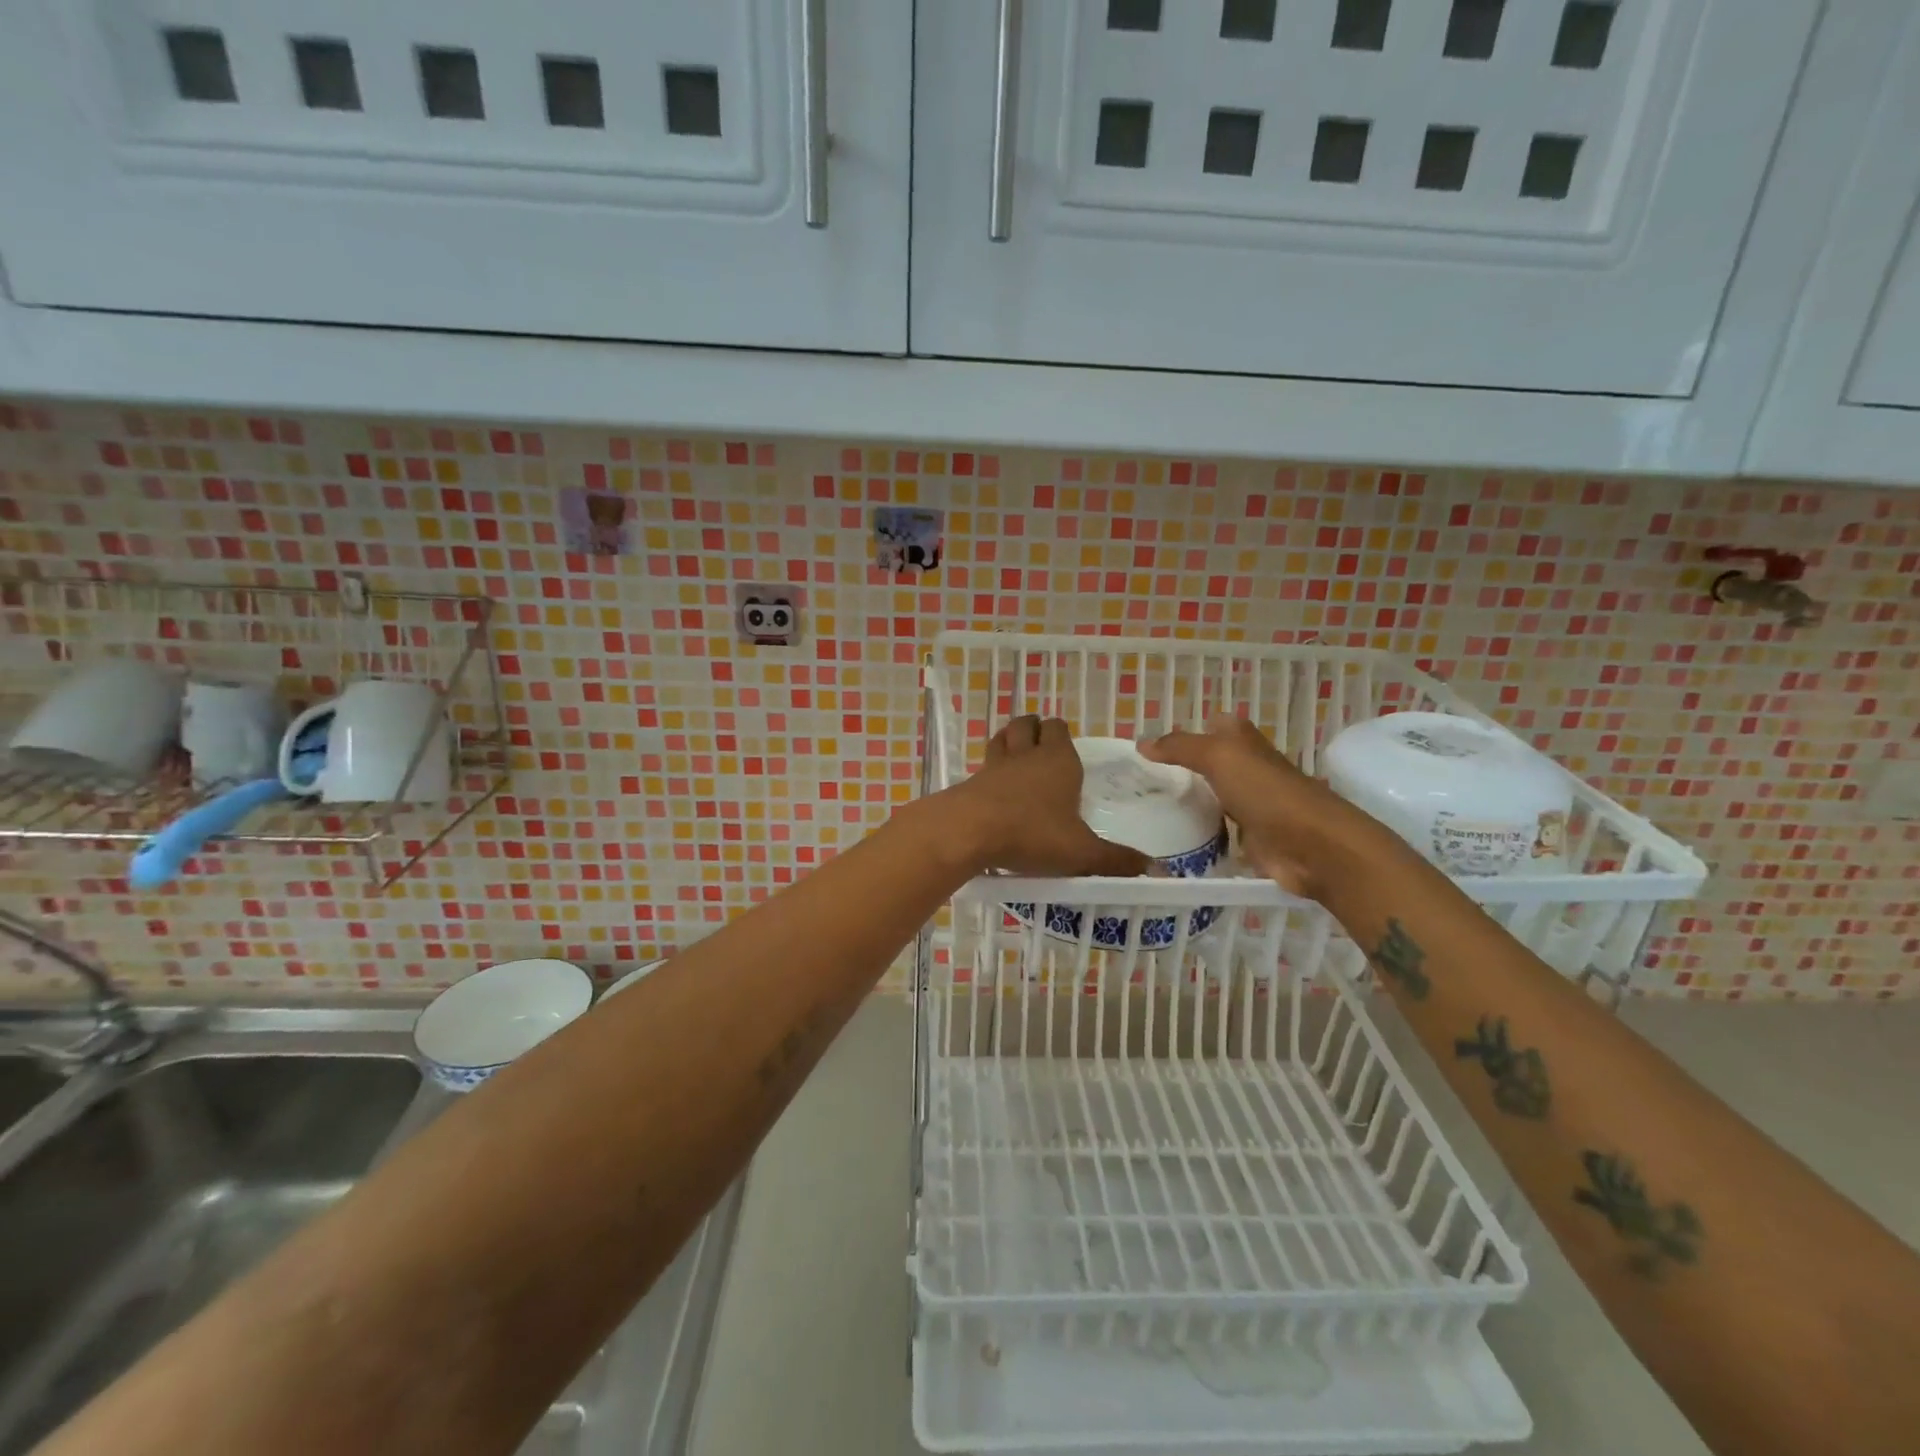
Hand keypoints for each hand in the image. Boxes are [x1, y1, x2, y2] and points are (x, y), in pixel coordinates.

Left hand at [944, 716, 1151, 876]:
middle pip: (1028, 724)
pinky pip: (984, 764)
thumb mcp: (1081, 852)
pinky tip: (995, 787)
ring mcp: (996, 765)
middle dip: (1036, 729)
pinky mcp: (972, 781)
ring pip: (1003, 736)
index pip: (1059, 729)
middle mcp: (1027, 755)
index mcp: (1059, 760)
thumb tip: (1154, 870)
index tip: (1066, 748)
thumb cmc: (1032, 834)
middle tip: (1043, 747)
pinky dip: (991, 769)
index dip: (1062, 734)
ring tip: (1017, 754)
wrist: (969, 831)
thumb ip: (1116, 860)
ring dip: (1010, 740)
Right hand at [1141, 715, 1380, 898]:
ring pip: (1211, 799)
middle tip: (1138, 781)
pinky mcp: (1250, 839)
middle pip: (1209, 764)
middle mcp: (1247, 769)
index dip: (1187, 731)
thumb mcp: (1218, 756)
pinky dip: (1198, 837)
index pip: (1212, 726)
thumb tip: (1141, 743)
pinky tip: (1170, 841)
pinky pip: (1217, 834)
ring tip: (1145, 811)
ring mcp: (1250, 805)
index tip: (1150, 746)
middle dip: (1179, 771)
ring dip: (1187, 804)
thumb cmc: (1266, 791)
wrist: (1311, 846)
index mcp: (1243, 742)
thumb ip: (1180, 748)